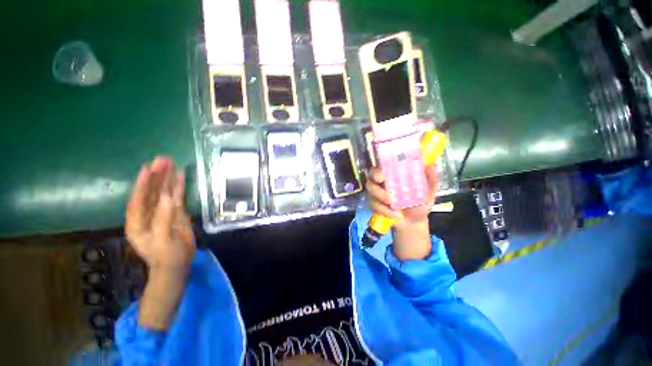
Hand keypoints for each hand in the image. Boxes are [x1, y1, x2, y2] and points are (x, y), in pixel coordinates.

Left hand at [125, 156, 194, 329]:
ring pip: (163, 192)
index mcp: (137, 223)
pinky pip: (176, 197)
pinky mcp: (175, 212)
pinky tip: (180, 176)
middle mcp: (147, 214)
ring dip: (166, 178)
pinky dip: (177, 186)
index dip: (142, 184)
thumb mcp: (163, 241)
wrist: (177, 264)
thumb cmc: (167, 256)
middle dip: (155, 176)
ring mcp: (162, 212)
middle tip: (163, 159)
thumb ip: (164, 219)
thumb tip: (168, 198)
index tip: (147, 168)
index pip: (138, 200)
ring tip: (170, 162)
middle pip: (150, 192)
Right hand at [366, 164, 437, 229]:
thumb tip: (431, 165)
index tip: (385, 168)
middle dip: (376, 176)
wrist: (414, 222)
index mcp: (395, 175)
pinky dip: (384, 210)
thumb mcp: (428, 191)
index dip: (382, 163)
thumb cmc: (419, 203)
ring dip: (381, 195)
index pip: (384, 164)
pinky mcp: (374, 205)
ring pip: (371, 189)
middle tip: (382, 181)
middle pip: (372, 174)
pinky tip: (395, 214)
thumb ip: (430, 179)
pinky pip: (374, 205)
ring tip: (393, 204)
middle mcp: (383, 182)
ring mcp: (376, 193)